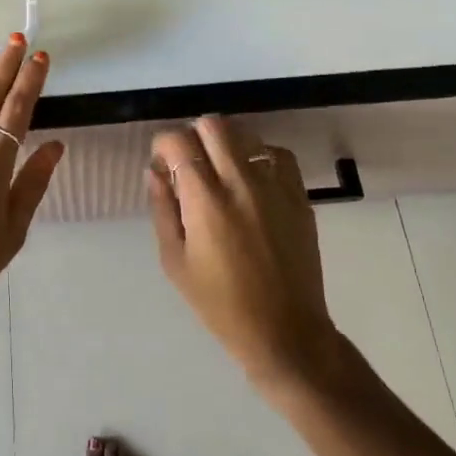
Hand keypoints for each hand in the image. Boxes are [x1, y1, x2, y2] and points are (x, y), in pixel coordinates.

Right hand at [146, 115, 338, 385]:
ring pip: (246, 133)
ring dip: (225, 143)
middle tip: (188, 163)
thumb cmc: (220, 303)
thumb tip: (156, 172)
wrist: (285, 331)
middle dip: (193, 135)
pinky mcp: (300, 196)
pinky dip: (260, 156)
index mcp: (206, 201)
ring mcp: (276, 187)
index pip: (178, 142)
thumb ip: (163, 209)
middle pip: (213, 125)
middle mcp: (241, 183)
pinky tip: (252, 179)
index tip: (162, 166)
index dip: (163, 145)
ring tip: (220, 171)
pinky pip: (278, 155)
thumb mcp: (175, 261)